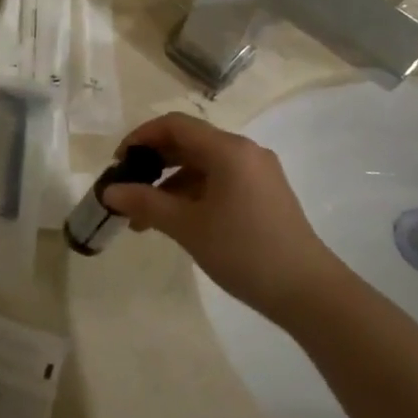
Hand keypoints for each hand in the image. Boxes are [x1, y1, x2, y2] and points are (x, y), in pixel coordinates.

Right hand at [101, 113, 340, 314]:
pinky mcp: (264, 194)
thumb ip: (145, 203)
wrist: (308, 292)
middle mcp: (244, 152)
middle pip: (188, 142)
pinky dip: (192, 194)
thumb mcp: (187, 227)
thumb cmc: (243, 251)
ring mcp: (257, 173)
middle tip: (126, 189)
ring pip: (202, 165)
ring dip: (170, 184)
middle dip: (153, 163)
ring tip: (145, 218)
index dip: (141, 137)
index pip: (174, 125)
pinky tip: (176, 221)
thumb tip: (109, 191)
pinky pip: (219, 181)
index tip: (118, 163)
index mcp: (228, 149)